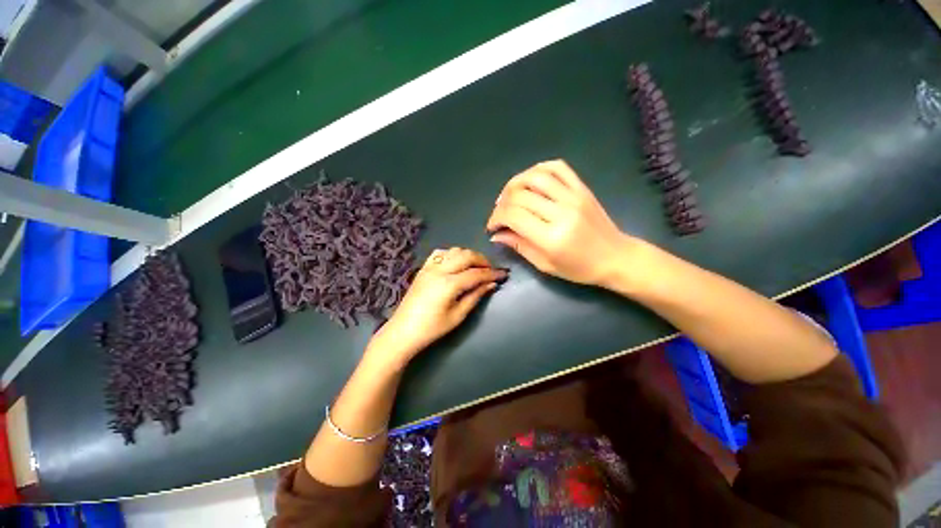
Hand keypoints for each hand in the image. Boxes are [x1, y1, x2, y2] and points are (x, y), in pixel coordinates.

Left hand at [368, 248, 505, 366]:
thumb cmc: (432, 328)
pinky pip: (440, 253)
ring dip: (468, 256)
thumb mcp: (458, 315)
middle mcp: (439, 270)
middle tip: (491, 270)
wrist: (403, 331)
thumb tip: (491, 284)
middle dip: (482, 260)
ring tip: (476, 267)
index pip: (476, 273)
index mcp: (449, 284)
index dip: (492, 273)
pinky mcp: (423, 269)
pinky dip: (452, 254)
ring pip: (454, 251)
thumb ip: (475, 296)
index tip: (504, 274)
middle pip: (466, 256)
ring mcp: (430, 267)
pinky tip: (457, 263)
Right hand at [487, 159, 632, 286]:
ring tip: (509, 195)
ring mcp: (574, 196)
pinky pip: (557, 167)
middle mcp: (561, 212)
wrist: (616, 257)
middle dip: (502, 204)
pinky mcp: (582, 188)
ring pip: (535, 177)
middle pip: (520, 195)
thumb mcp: (545, 264)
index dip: (496, 218)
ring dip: (515, 183)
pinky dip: (538, 169)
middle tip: (499, 214)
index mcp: (551, 237)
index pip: (513, 216)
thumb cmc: (579, 268)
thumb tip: (496, 234)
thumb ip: (519, 246)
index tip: (492, 226)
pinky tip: (530, 180)